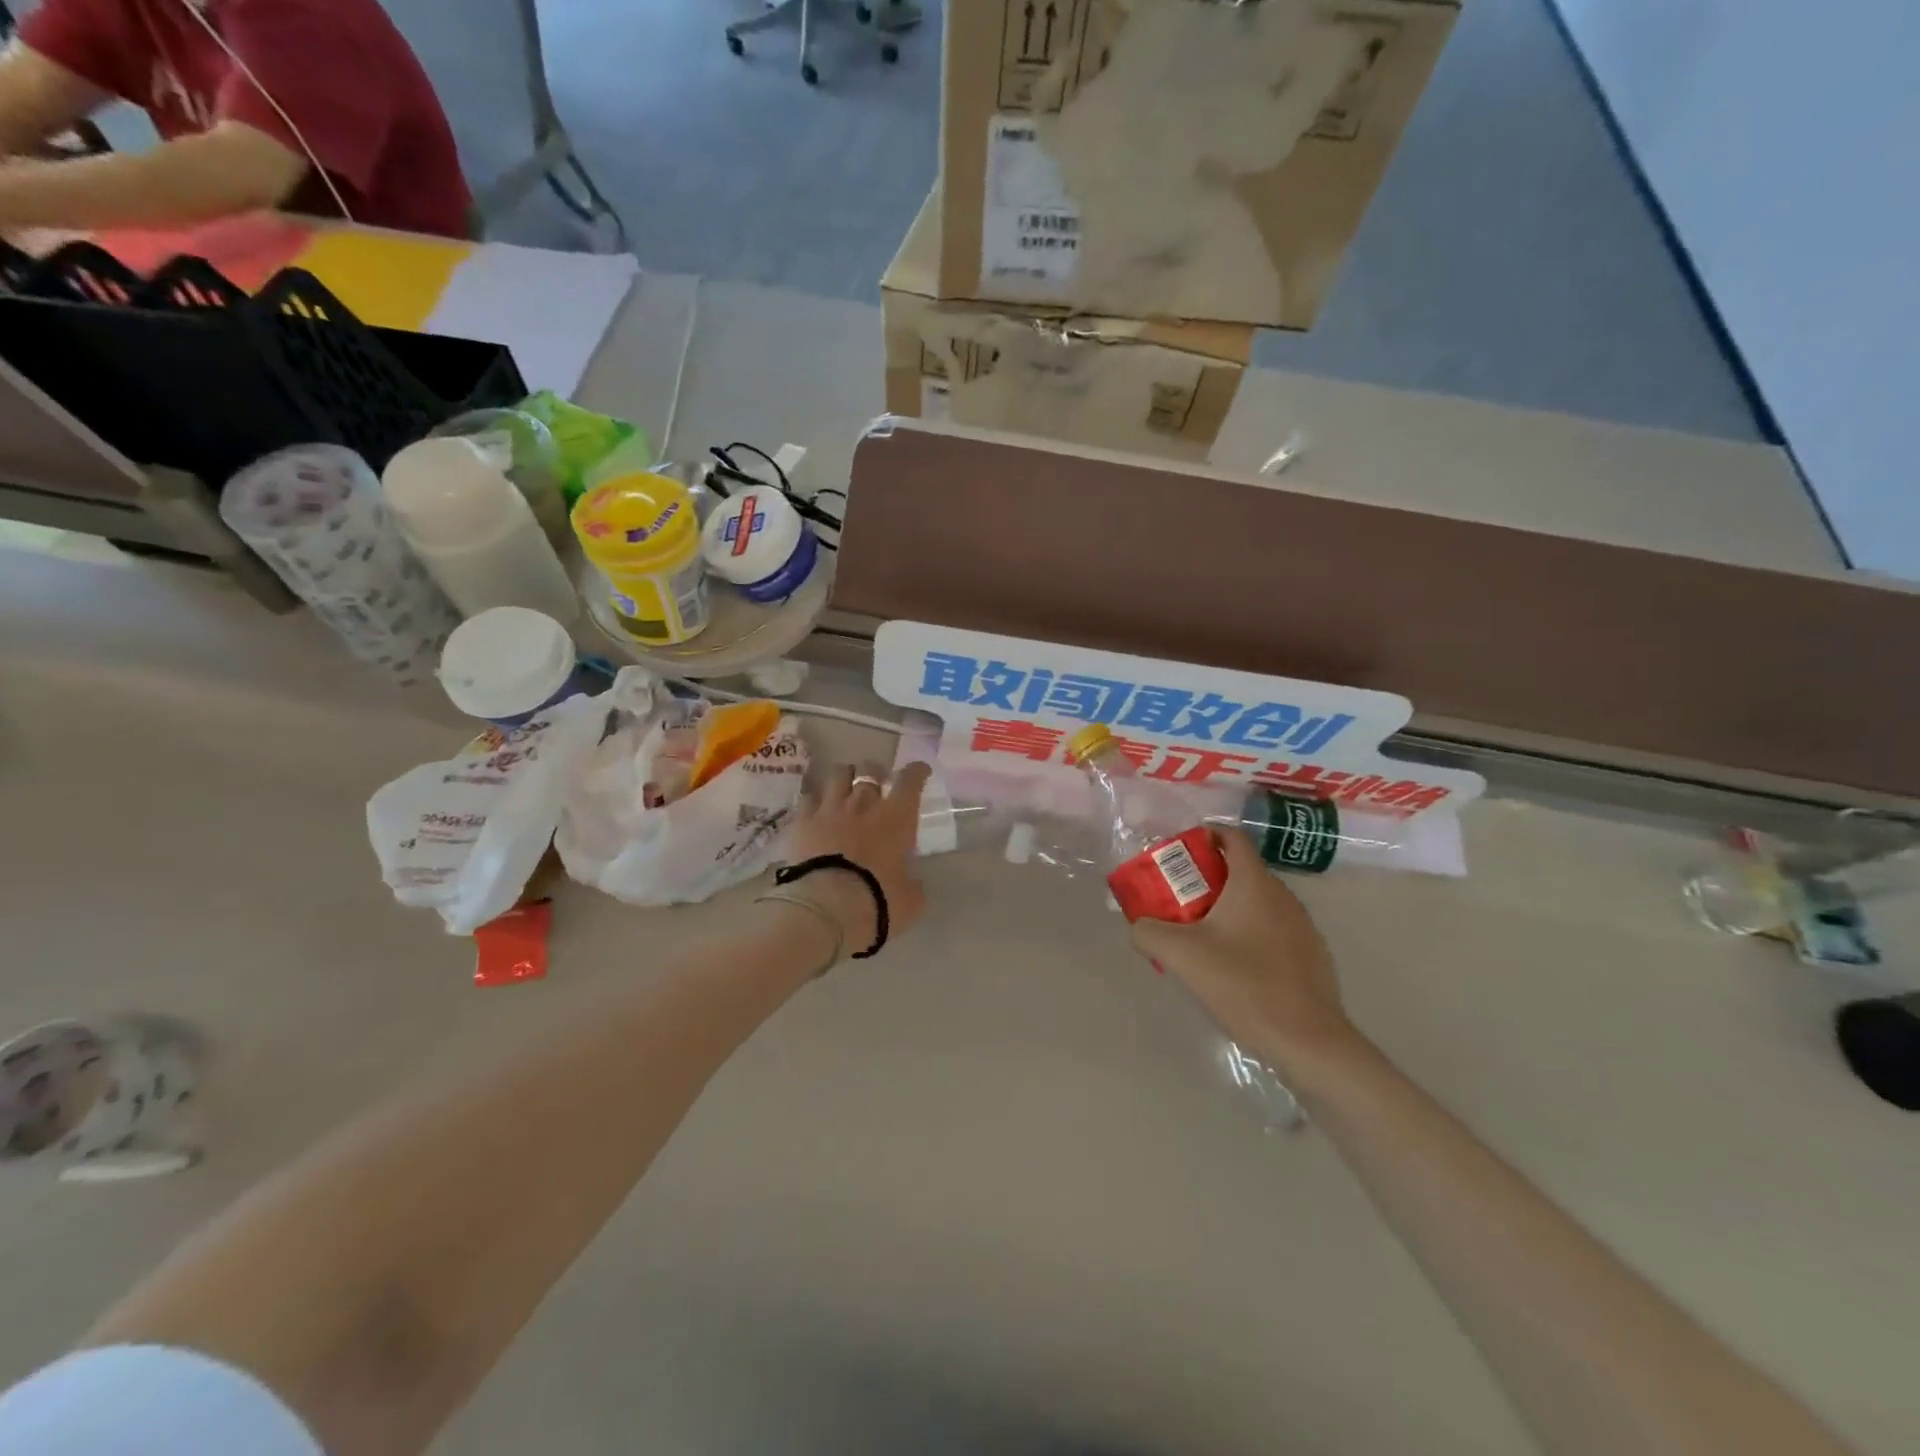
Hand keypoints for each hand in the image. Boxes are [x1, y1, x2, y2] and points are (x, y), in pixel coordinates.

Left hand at [776, 760, 932, 954]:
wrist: (827, 906)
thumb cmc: (878, 901)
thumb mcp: (910, 900)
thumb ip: (912, 885)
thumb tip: (912, 884)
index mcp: (897, 817)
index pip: (910, 781)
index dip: (917, 772)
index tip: (919, 771)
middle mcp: (864, 803)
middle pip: (870, 771)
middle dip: (876, 774)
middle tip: (877, 783)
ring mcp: (830, 809)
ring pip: (838, 775)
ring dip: (844, 777)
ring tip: (844, 786)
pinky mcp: (802, 821)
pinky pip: (808, 797)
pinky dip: (814, 800)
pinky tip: (814, 808)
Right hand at [1129, 829, 1358, 1077]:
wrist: (1307, 1041)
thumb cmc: (1242, 985)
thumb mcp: (1180, 956)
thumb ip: (1148, 932)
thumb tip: (1139, 926)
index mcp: (1254, 884)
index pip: (1231, 838)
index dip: (1204, 836)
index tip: (1178, 854)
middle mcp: (1283, 896)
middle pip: (1241, 871)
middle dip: (1207, 879)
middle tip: (1178, 900)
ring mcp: (1303, 926)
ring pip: (1258, 903)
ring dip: (1229, 909)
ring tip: (1201, 936)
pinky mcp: (1312, 956)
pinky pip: (1273, 931)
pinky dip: (1250, 935)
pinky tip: (1234, 968)